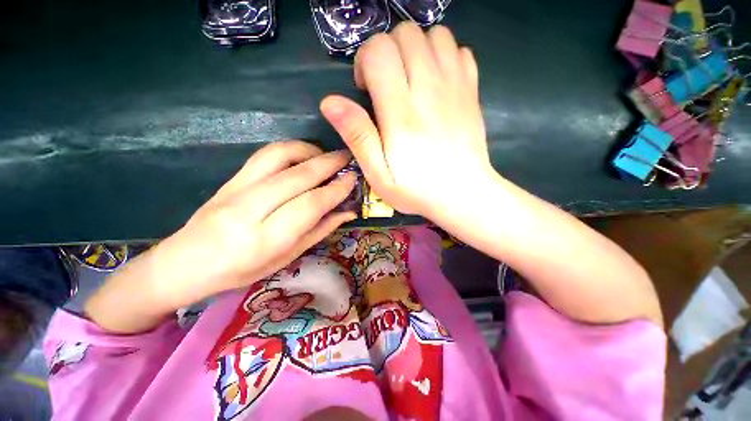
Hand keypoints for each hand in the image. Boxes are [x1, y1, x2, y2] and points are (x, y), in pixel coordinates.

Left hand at [155, 141, 356, 306]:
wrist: (185, 263)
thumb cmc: (241, 270)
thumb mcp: (287, 258)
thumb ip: (319, 231)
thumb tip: (348, 212)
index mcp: (266, 239)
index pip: (310, 205)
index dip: (336, 190)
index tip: (353, 180)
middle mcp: (250, 209)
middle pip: (298, 177)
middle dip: (329, 164)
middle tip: (349, 160)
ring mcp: (236, 188)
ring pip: (279, 156)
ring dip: (309, 151)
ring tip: (327, 156)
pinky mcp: (230, 177)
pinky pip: (265, 154)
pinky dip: (291, 150)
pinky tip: (304, 156)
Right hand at [320, 22, 491, 219]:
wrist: (464, 194)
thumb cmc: (417, 190)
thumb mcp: (379, 175)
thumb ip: (358, 137)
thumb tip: (330, 102)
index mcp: (401, 113)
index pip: (379, 51)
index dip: (365, 60)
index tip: (366, 88)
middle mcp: (429, 90)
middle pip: (406, 33)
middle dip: (388, 51)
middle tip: (387, 84)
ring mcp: (455, 87)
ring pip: (435, 35)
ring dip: (416, 49)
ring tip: (410, 79)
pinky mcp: (472, 91)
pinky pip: (460, 50)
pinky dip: (444, 56)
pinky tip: (436, 81)